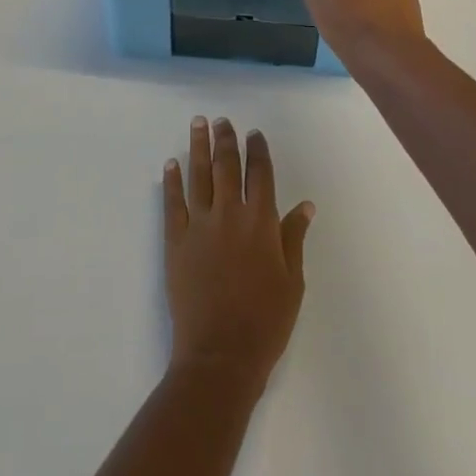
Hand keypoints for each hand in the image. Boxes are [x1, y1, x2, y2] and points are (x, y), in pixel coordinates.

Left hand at [162, 117, 313, 396]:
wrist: (220, 355)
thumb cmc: (265, 322)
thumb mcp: (293, 282)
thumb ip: (294, 238)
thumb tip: (305, 205)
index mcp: (261, 222)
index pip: (260, 174)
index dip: (258, 151)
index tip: (254, 134)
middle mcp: (230, 214)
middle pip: (227, 166)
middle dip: (225, 140)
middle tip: (221, 120)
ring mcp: (199, 225)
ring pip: (199, 175)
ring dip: (198, 147)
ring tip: (197, 124)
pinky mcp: (175, 241)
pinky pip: (173, 203)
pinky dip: (172, 181)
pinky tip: (171, 164)